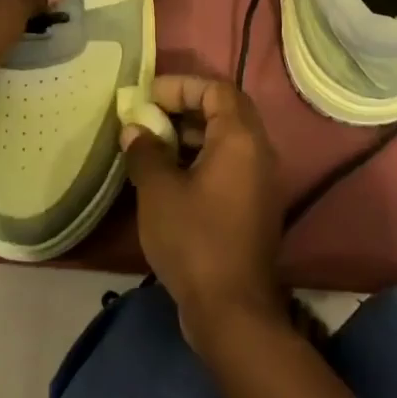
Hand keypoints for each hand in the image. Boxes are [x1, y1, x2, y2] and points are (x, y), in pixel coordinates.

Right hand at [120, 76, 283, 352]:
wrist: (232, 311)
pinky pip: (230, 163)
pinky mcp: (255, 205)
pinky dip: (202, 157)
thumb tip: (135, 130)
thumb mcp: (158, 191)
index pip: (216, 89)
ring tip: (154, 144)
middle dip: (186, 106)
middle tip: (151, 115)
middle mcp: (258, 151)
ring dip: (192, 133)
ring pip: (227, 138)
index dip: (181, 86)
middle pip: (225, 109)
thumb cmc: (194, 240)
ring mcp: (261, 180)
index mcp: (240, 138)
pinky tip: (170, 175)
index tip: (148, 97)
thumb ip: (145, 152)